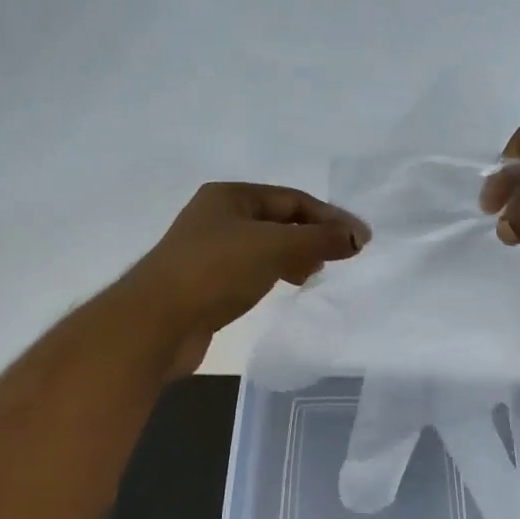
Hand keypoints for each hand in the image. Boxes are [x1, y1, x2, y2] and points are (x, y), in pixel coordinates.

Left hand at [125, 182, 368, 377]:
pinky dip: (276, 273)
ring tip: (316, 273)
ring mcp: (211, 251)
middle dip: (313, 235)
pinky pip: (253, 269)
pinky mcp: (208, 283)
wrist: (158, 322)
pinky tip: (286, 285)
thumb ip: (319, 239)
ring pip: (267, 246)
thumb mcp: (274, 247)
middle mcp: (219, 217)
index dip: (330, 217)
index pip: (292, 199)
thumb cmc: (215, 271)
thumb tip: (358, 236)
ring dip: (296, 255)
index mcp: (230, 196)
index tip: (361, 240)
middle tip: (341, 257)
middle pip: (280, 221)